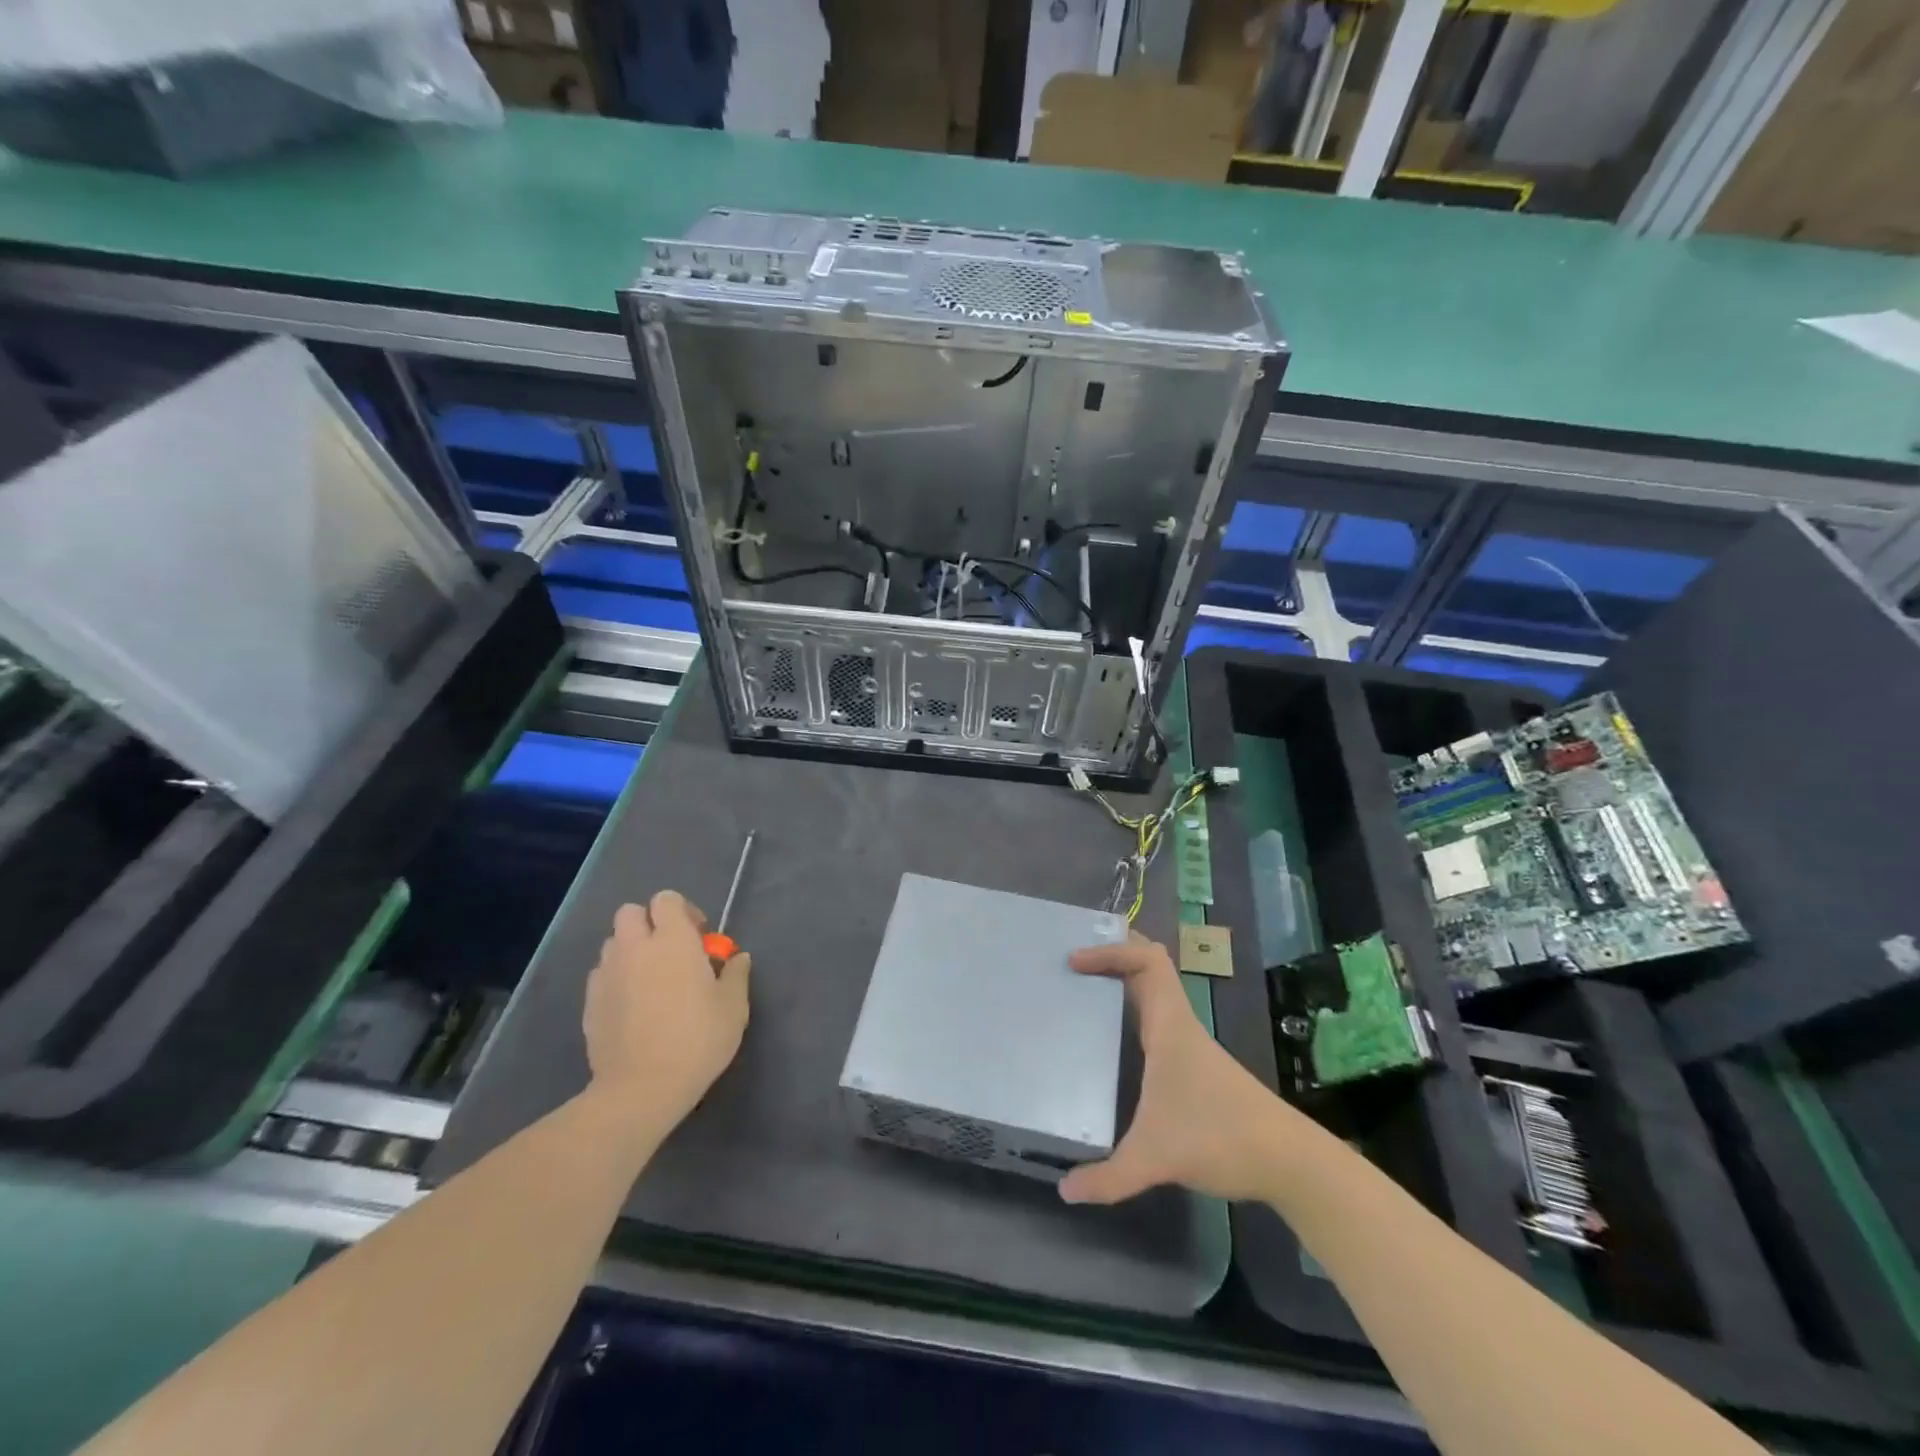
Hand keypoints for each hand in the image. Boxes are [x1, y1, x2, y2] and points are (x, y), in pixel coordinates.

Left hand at [582, 890, 750, 1127]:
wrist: (641, 1089)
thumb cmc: (696, 1040)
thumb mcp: (733, 1008)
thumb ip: (736, 975)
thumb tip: (737, 958)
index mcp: (672, 941)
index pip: (666, 900)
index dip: (682, 911)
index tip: (698, 937)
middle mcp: (635, 948)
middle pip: (630, 913)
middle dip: (649, 923)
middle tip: (671, 952)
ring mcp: (607, 975)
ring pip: (613, 944)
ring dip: (631, 951)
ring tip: (650, 980)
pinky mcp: (590, 1003)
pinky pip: (602, 976)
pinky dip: (616, 980)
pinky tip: (632, 1006)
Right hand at [1060, 935, 1293, 1205]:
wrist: (1288, 1161)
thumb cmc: (1220, 1138)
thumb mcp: (1157, 1158)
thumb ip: (1109, 1177)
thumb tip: (1065, 1190)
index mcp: (1170, 1025)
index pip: (1147, 960)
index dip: (1111, 950)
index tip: (1074, 960)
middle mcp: (1179, 1024)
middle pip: (1149, 965)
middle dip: (1113, 954)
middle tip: (1072, 962)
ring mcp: (1189, 1044)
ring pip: (1154, 992)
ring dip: (1122, 981)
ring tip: (1080, 990)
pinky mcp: (1194, 1065)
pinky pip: (1156, 1019)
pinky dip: (1132, 1010)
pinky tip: (1111, 1037)